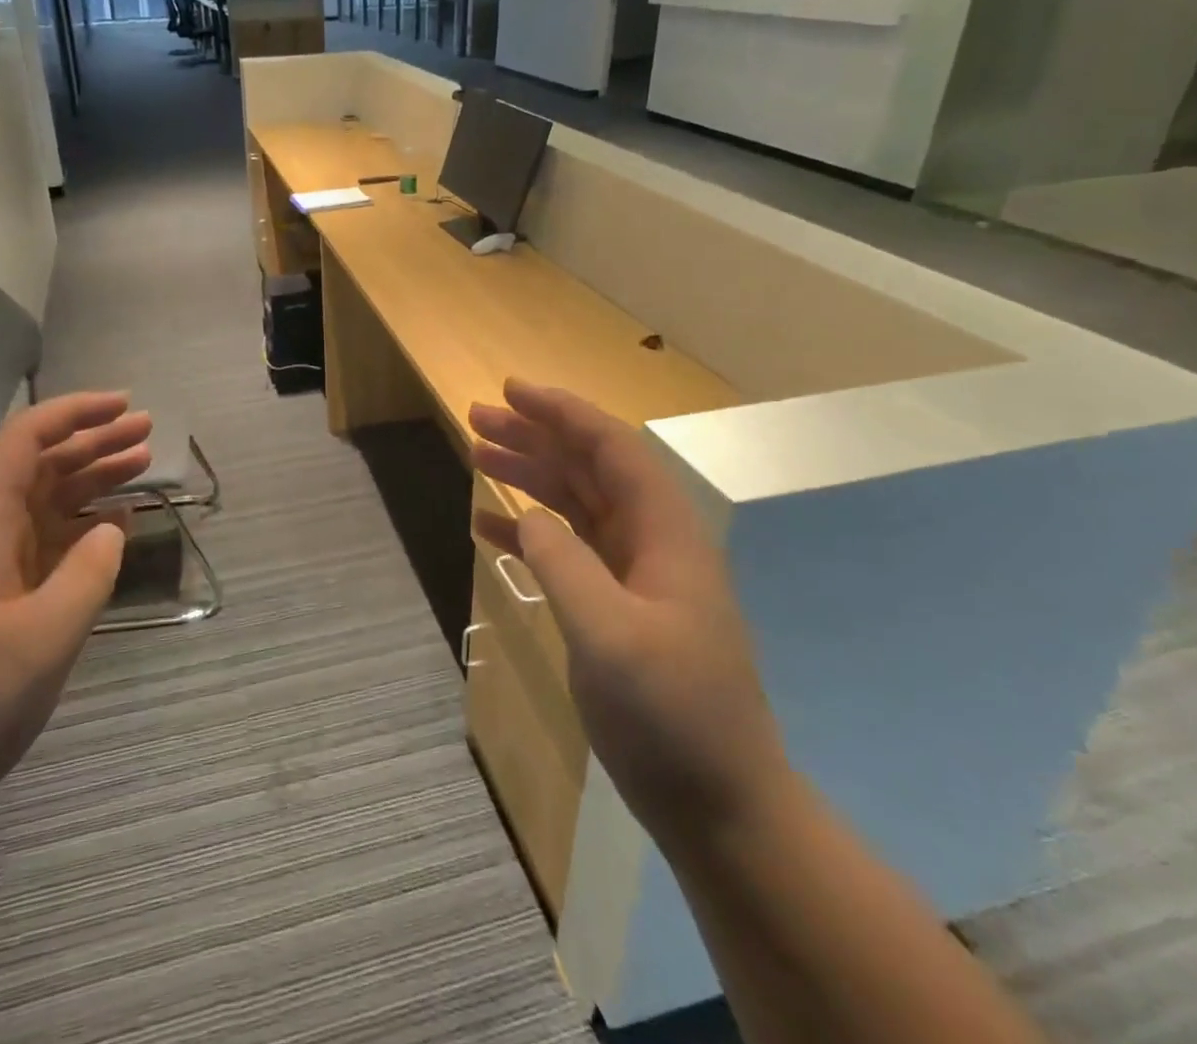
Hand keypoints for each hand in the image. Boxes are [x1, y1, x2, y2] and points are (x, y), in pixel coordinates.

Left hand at [0, 391, 152, 852]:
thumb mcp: (41, 640)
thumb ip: (87, 574)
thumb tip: (113, 527)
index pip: (24, 442)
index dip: (74, 413)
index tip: (124, 404)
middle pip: (39, 466)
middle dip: (92, 440)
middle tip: (148, 431)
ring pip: (45, 503)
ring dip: (91, 480)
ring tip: (142, 464)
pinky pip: (46, 545)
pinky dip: (83, 527)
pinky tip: (115, 526)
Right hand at [470, 379, 789, 846]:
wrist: (720, 806)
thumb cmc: (672, 714)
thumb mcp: (610, 635)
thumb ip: (563, 564)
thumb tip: (525, 516)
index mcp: (663, 533)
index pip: (611, 448)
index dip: (562, 412)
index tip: (511, 390)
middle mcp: (650, 541)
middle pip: (587, 467)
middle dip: (534, 436)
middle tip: (477, 418)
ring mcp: (633, 576)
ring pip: (574, 503)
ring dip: (527, 476)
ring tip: (476, 456)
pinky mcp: (616, 608)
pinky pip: (565, 550)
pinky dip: (527, 532)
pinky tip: (487, 526)